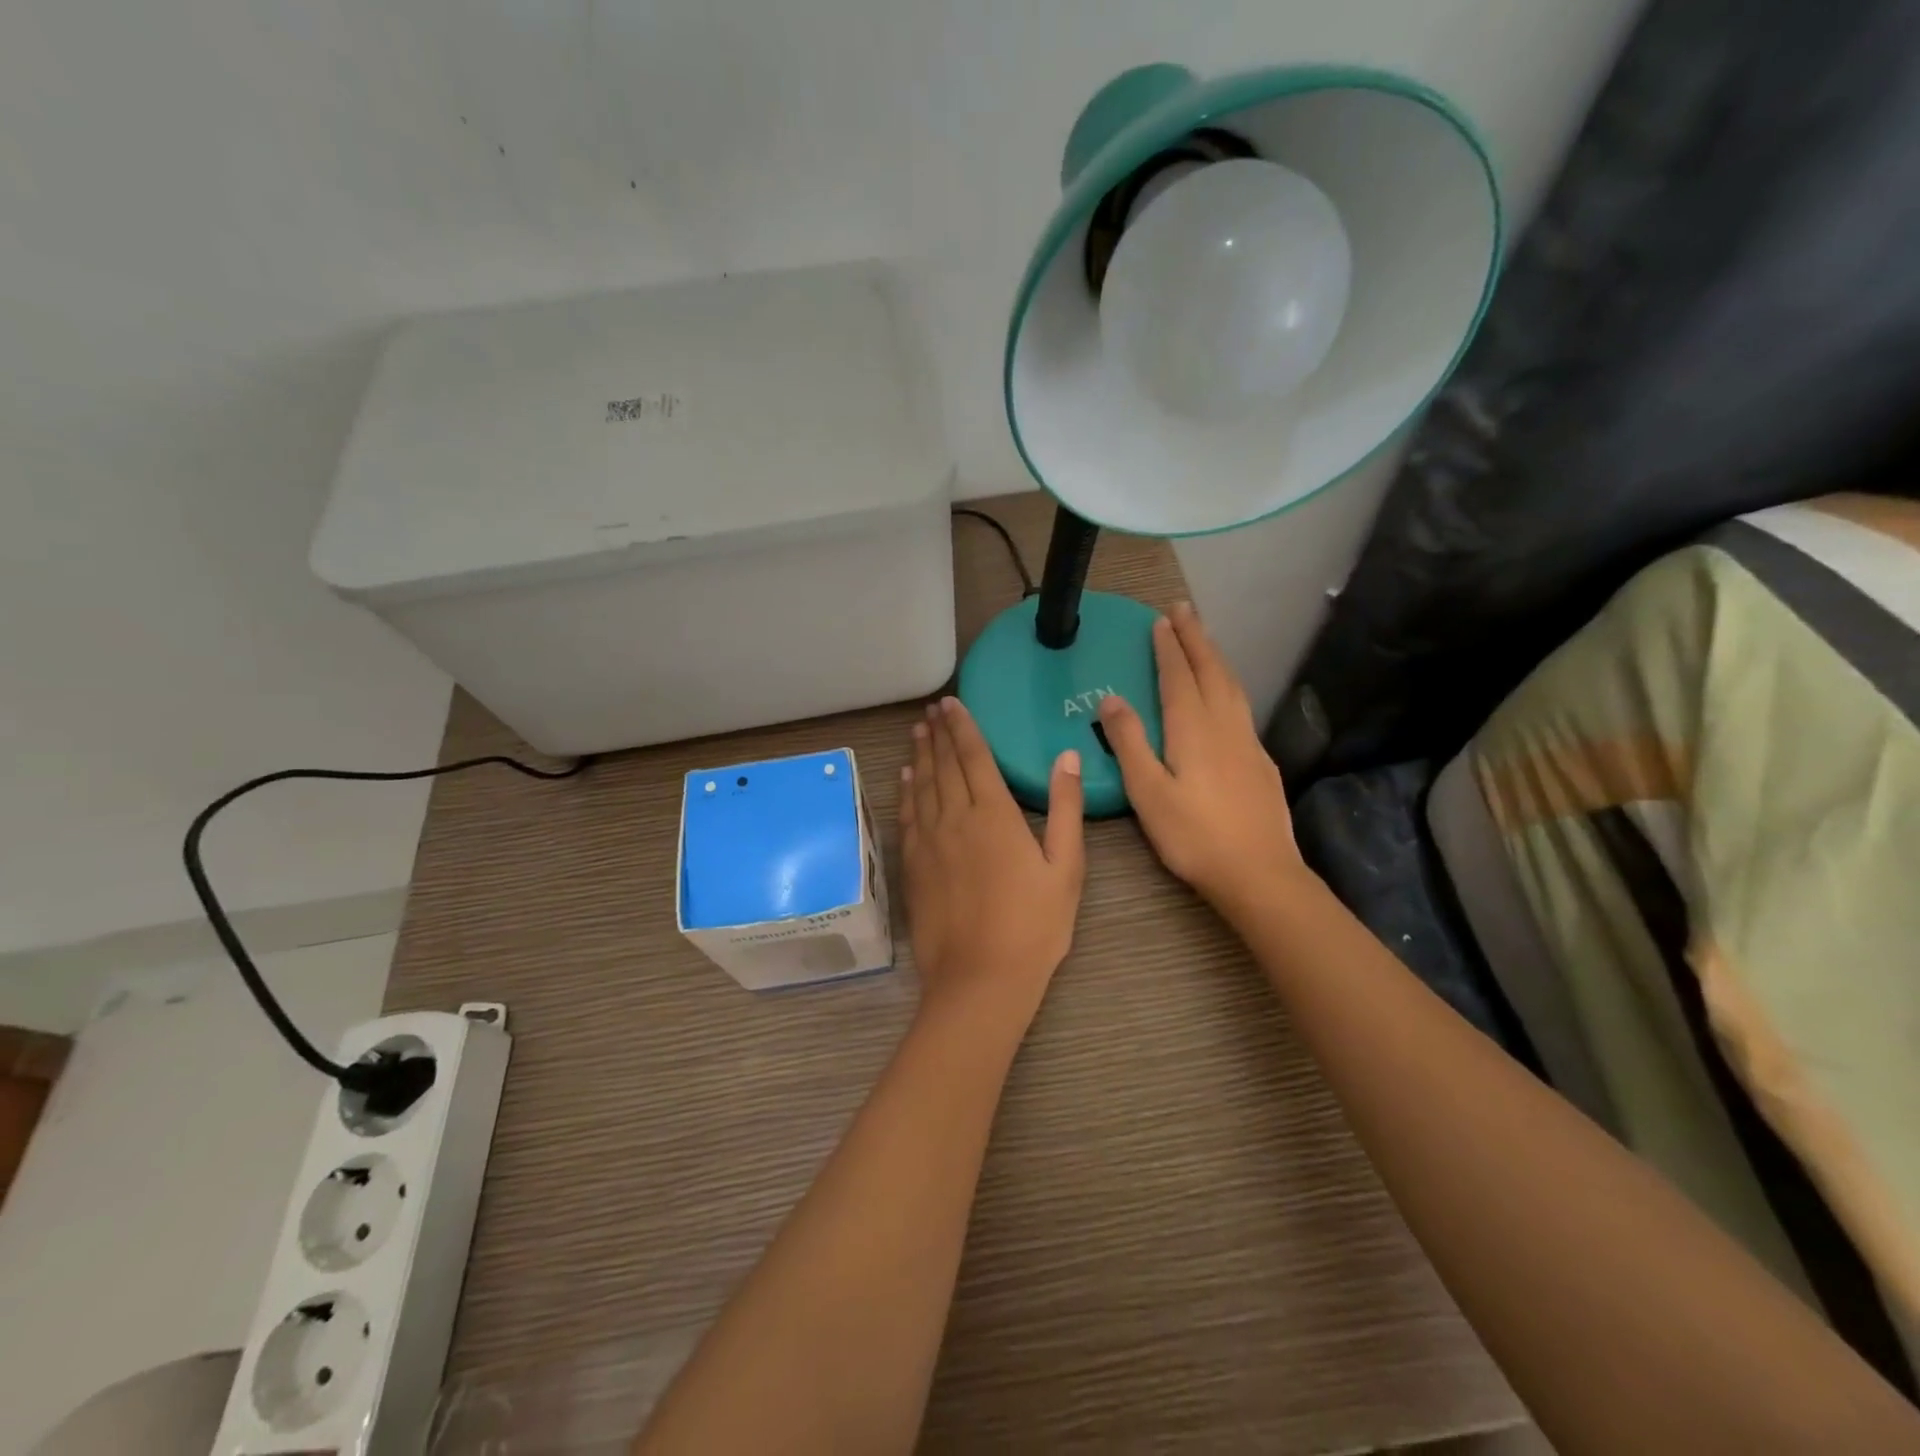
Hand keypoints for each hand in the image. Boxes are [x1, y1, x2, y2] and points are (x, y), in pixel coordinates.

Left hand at [900, 697, 1085, 1029]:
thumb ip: (1065, 808)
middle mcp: (955, 817)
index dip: (963, 726)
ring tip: (918, 731)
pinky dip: (906, 790)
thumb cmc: (1033, 925)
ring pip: (921, 785)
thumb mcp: (1066, 867)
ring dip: (920, 755)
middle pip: (944, 764)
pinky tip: (905, 777)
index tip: (951, 703)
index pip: (974, 756)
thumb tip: (1066, 756)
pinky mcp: (913, 864)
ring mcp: (929, 841)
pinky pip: (907, 815)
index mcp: (994, 814)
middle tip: (932, 710)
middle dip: (939, 733)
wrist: (980, 978)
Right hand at [1097, 602, 1309, 922]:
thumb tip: (1112, 698)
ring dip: (1214, 656)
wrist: (1259, 873)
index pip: (1178, 676)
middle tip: (1184, 609)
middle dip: (1196, 638)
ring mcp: (1247, 741)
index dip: (1168, 647)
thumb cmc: (1193, 836)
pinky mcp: (1261, 760)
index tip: (1160, 619)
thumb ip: (1129, 743)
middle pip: (1210, 670)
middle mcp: (1224, 725)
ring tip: (1204, 639)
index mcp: (1192, 729)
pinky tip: (1226, 695)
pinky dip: (1228, 684)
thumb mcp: (1147, 792)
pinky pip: (1241, 705)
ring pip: (1231, 685)